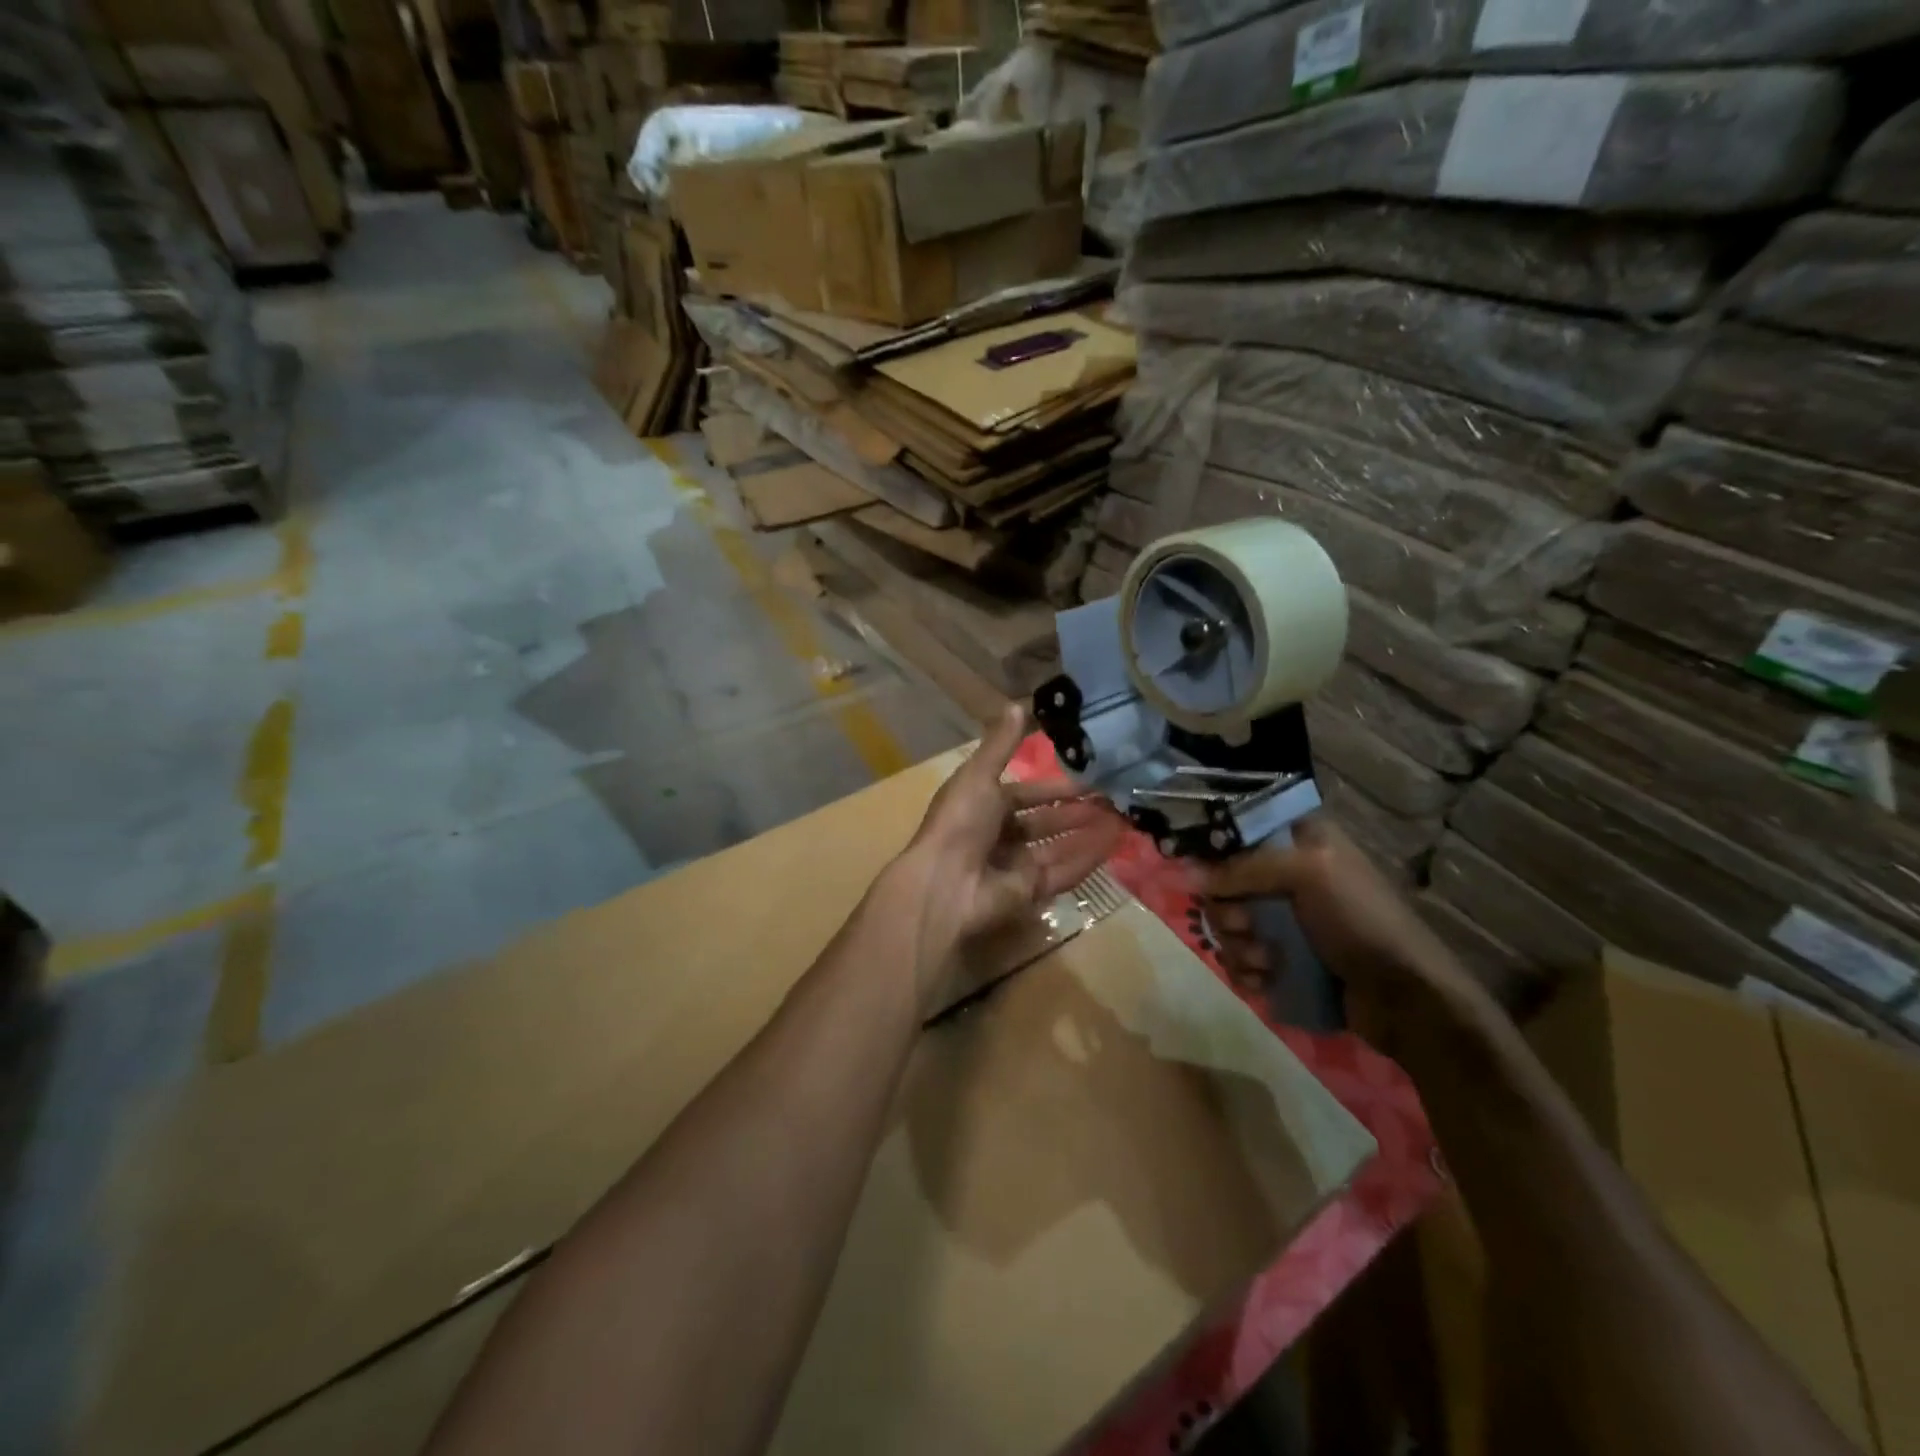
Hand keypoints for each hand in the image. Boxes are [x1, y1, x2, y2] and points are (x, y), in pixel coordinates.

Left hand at [891, 704, 1124, 991]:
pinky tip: (1113, 843)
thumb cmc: (960, 822)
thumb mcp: (979, 775)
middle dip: (1076, 811)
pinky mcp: (1028, 892)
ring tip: (1122, 818)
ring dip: (1087, 833)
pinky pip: (1062, 872)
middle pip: (1044, 822)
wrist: (945, 884)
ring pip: (1057, 846)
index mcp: (982, 805)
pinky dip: (1087, 858)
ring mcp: (1013, 866)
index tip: (1089, 779)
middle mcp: (998, 835)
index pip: (1025, 793)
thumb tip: (1017, 704)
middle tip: (1114, 799)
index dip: (1054, 787)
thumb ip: (1002, 744)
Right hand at [1195, 816, 1472, 1045]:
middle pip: (1224, 882)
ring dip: (1236, 946)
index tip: (1209, 878)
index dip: (1215, 854)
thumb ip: (1243, 868)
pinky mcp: (1283, 957)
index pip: (1237, 832)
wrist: (1407, 999)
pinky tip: (1263, 981)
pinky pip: (1240, 956)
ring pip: (1228, 923)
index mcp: (1299, 840)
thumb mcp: (1308, 875)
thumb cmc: (1362, 921)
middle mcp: (1288, 874)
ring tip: (1264, 963)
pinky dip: (1245, 970)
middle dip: (1227, 911)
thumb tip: (1184, 874)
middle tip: (1245, 927)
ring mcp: (1285, 918)